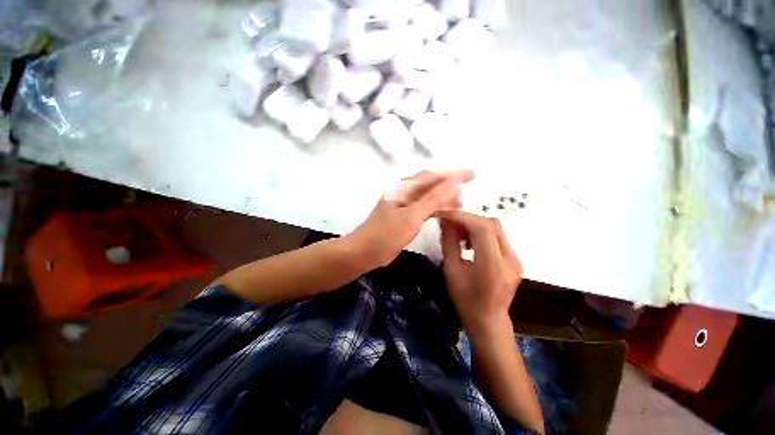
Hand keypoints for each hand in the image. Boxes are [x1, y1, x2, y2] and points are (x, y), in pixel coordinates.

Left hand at [348, 170, 474, 267]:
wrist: (365, 252)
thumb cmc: (386, 234)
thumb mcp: (412, 216)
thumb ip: (433, 199)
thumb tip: (453, 183)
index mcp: (403, 189)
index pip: (431, 176)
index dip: (452, 174)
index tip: (472, 174)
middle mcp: (403, 194)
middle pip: (430, 185)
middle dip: (449, 184)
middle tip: (468, 186)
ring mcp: (403, 206)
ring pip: (427, 198)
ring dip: (443, 197)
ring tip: (461, 201)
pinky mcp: (404, 218)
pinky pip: (423, 209)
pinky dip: (435, 209)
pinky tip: (444, 213)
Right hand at [439, 211, 522, 334]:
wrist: (488, 321)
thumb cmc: (465, 299)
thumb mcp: (451, 270)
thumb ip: (449, 242)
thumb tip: (445, 221)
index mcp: (493, 265)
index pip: (482, 229)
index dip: (463, 217)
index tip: (446, 214)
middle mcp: (510, 258)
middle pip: (492, 224)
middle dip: (469, 219)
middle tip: (451, 223)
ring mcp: (515, 258)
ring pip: (496, 229)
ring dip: (475, 225)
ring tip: (459, 234)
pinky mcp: (515, 259)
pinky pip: (498, 237)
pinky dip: (482, 233)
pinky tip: (470, 243)